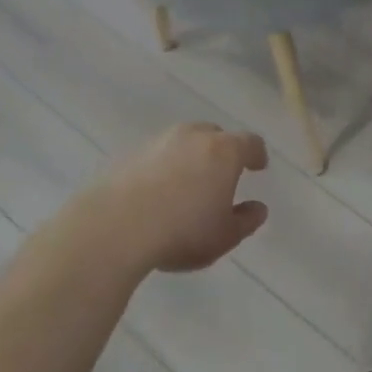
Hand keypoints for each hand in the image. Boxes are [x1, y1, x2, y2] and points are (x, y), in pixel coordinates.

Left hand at [45, 123, 268, 276]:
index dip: (256, 155)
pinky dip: (163, 167)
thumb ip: (246, 221)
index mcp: (225, 151)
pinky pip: (156, 155)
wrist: (113, 228)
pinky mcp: (129, 154)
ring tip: (187, 183)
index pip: (250, 143)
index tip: (258, 166)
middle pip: (215, 135)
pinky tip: (157, 192)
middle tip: (222, 174)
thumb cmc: (182, 231)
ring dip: (190, 157)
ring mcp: (158, 141)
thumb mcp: (225, 236)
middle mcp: (194, 136)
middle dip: (222, 151)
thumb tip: (258, 208)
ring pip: (183, 141)